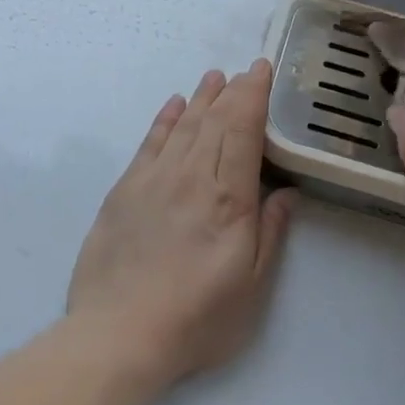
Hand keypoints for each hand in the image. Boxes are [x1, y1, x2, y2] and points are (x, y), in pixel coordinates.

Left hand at [68, 61, 295, 387]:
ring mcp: (154, 179)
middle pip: (214, 121)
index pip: (242, 130)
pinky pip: (149, 143)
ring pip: (183, 126)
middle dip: (232, 92)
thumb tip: (286, 192)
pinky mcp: (125, 190)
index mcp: (227, 198)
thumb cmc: (196, 318)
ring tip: (214, 78)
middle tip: (244, 71)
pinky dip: (164, 120)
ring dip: (201, 99)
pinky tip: (173, 105)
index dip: (253, 96)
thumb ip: (270, 233)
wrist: (118, 334)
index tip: (261, 70)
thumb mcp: (250, 287)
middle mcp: (191, 176)